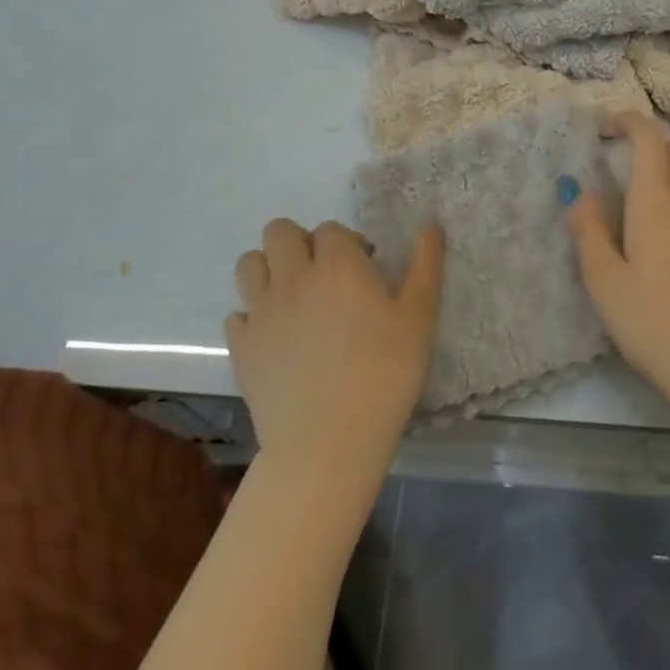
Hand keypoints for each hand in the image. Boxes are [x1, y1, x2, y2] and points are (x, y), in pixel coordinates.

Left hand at [227, 219, 443, 473]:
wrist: (327, 444)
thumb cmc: (383, 374)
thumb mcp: (419, 317)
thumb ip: (425, 265)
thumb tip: (431, 225)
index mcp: (337, 264)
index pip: (331, 229)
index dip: (347, 243)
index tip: (365, 270)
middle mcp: (293, 277)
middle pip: (279, 232)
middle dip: (300, 243)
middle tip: (324, 276)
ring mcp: (261, 312)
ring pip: (249, 264)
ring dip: (269, 269)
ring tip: (295, 297)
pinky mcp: (241, 348)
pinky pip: (237, 313)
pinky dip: (254, 316)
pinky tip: (276, 338)